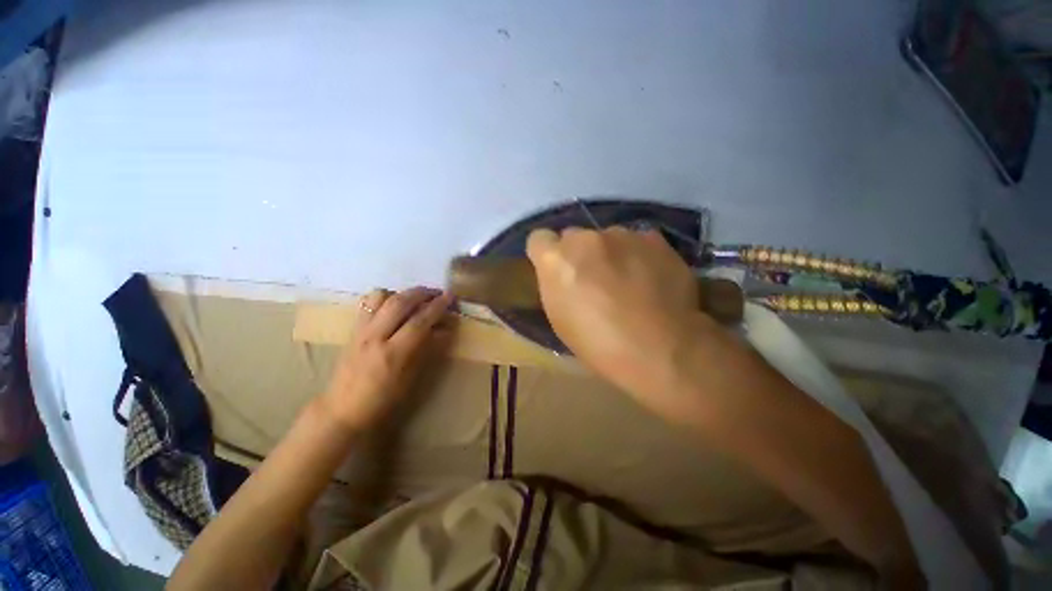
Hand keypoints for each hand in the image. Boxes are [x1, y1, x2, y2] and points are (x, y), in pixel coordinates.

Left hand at [320, 286, 452, 430]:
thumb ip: (429, 349)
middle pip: (401, 302)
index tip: (450, 296)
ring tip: (416, 298)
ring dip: (402, 292)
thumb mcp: (413, 378)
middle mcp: (375, 337)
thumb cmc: (385, 400)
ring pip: (381, 297)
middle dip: (423, 293)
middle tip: (438, 293)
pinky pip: (368, 303)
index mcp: (393, 353)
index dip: (438, 306)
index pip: (420, 321)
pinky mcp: (352, 330)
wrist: (344, 411)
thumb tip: (445, 329)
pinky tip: (394, 305)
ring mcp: (361, 331)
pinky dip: (384, 297)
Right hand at [526, 227, 703, 395]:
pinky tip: (650, 278)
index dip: (546, 254)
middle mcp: (585, 238)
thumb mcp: (560, 319)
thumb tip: (564, 273)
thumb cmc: (599, 344)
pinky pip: (638, 241)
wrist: (660, 350)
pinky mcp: (654, 239)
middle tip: (595, 280)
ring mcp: (622, 235)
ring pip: (607, 238)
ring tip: (628, 282)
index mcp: (556, 259)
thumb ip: (556, 285)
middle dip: (579, 254)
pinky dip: (638, 255)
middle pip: (574, 236)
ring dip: (611, 254)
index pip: (539, 239)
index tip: (557, 271)